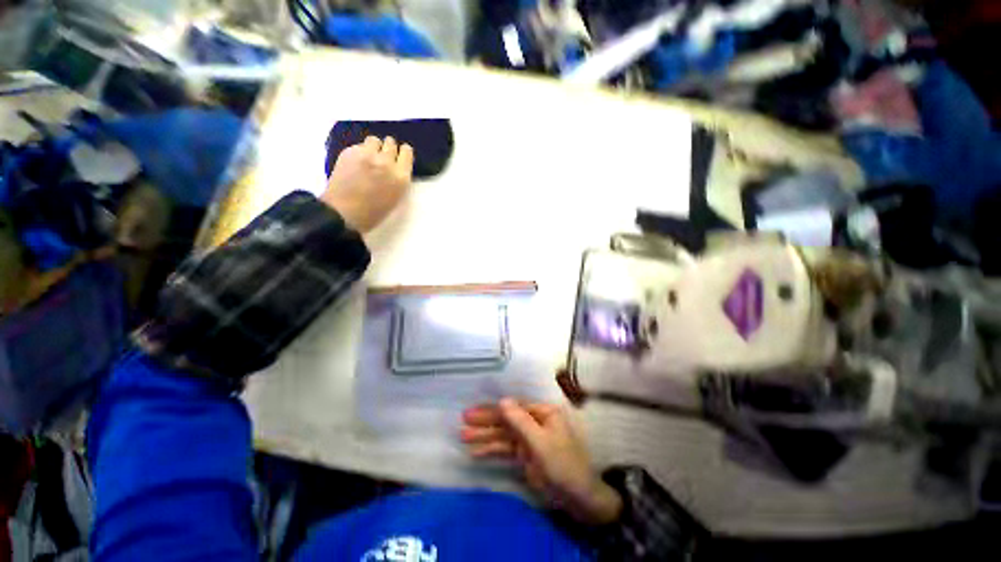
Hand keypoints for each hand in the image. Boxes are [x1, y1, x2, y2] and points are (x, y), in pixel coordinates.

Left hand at [320, 136, 413, 232]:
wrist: (344, 213)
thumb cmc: (374, 212)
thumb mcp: (396, 197)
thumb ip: (399, 179)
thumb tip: (397, 167)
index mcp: (401, 177)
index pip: (407, 152)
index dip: (403, 153)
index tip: (399, 157)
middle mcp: (386, 162)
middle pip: (391, 143)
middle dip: (388, 149)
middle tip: (383, 158)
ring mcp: (367, 155)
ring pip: (374, 140)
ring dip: (374, 147)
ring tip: (369, 158)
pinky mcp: (349, 152)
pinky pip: (359, 146)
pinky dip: (360, 152)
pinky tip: (356, 164)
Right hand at [461, 398, 622, 524]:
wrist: (577, 497)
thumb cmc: (562, 464)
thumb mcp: (540, 442)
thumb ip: (520, 422)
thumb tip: (502, 400)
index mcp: (543, 413)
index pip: (513, 408)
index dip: (492, 410)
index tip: (473, 413)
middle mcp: (535, 421)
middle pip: (506, 419)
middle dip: (485, 421)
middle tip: (464, 420)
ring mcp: (529, 438)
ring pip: (503, 435)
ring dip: (485, 436)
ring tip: (464, 436)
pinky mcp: (525, 454)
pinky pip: (506, 449)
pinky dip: (492, 450)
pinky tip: (476, 452)